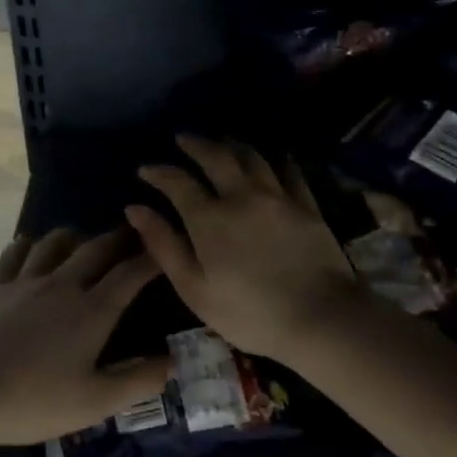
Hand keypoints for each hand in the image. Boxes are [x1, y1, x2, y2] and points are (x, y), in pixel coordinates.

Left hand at [0, 229, 167, 446]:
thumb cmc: (29, 402)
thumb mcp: (93, 403)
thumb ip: (137, 382)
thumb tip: (171, 361)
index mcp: (92, 311)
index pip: (131, 274)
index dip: (153, 259)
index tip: (167, 250)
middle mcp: (61, 284)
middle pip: (96, 248)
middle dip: (120, 238)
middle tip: (134, 235)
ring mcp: (23, 281)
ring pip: (56, 242)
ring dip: (77, 236)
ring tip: (84, 241)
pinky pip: (16, 252)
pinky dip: (31, 244)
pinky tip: (31, 247)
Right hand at [127, 136, 366, 361]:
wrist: (321, 318)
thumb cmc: (248, 313)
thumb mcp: (194, 288)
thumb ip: (164, 245)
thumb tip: (135, 209)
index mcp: (209, 218)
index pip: (178, 182)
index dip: (159, 172)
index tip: (145, 169)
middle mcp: (242, 196)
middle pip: (217, 157)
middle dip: (196, 145)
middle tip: (184, 138)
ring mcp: (279, 197)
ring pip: (253, 157)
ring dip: (233, 146)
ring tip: (224, 142)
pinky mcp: (308, 206)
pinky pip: (290, 172)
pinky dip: (278, 160)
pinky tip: (276, 158)